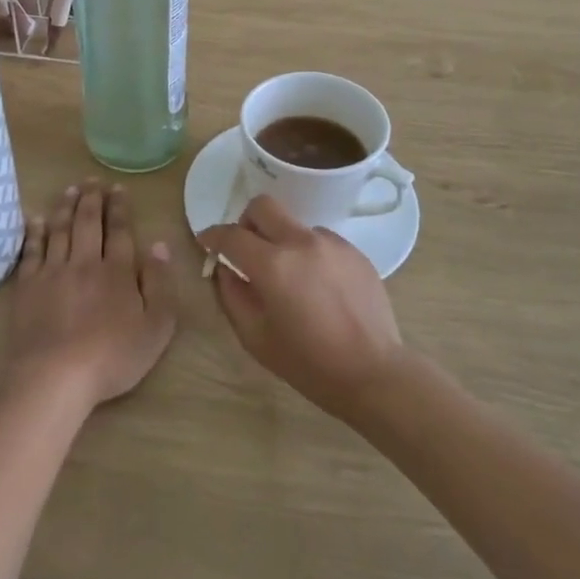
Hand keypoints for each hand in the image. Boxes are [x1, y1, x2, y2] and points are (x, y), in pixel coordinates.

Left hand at [7, 180, 177, 412]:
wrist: (56, 377)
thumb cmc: (113, 357)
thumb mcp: (156, 327)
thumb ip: (160, 284)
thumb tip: (159, 245)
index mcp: (118, 271)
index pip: (120, 231)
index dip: (119, 207)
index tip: (118, 188)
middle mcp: (85, 262)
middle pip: (88, 223)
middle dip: (92, 198)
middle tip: (93, 180)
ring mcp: (53, 272)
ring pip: (60, 230)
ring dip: (65, 207)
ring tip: (69, 189)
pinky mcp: (28, 286)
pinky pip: (31, 251)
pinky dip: (34, 232)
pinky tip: (35, 219)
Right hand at [201, 194, 404, 420]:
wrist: (372, 372)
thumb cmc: (308, 362)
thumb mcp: (256, 337)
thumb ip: (232, 295)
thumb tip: (225, 269)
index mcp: (272, 265)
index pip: (232, 235)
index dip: (212, 236)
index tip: (206, 242)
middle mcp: (301, 242)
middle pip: (263, 206)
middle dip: (247, 222)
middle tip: (247, 249)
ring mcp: (332, 244)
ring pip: (294, 224)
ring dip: (282, 241)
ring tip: (291, 277)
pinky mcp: (354, 252)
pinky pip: (321, 240)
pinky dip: (309, 253)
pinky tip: (318, 286)